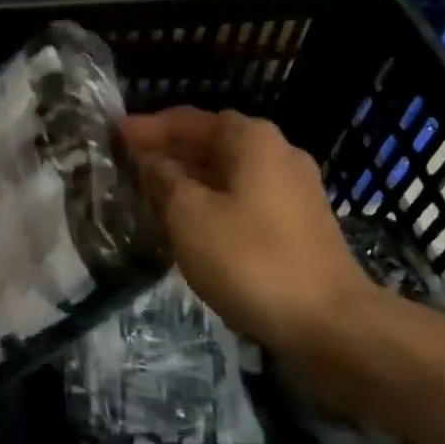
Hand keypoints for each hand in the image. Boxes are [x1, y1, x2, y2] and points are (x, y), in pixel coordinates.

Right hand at [121, 107, 379, 361]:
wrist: (330, 323)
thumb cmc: (250, 258)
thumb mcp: (189, 215)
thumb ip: (163, 178)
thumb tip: (151, 159)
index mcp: (251, 138)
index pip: (187, 120)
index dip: (147, 128)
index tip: (114, 135)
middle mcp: (277, 152)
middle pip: (210, 142)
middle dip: (168, 152)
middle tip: (127, 164)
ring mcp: (294, 188)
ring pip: (227, 172)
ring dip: (189, 178)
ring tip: (150, 192)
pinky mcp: (300, 223)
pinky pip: (244, 197)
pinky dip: (212, 200)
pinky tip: (189, 222)